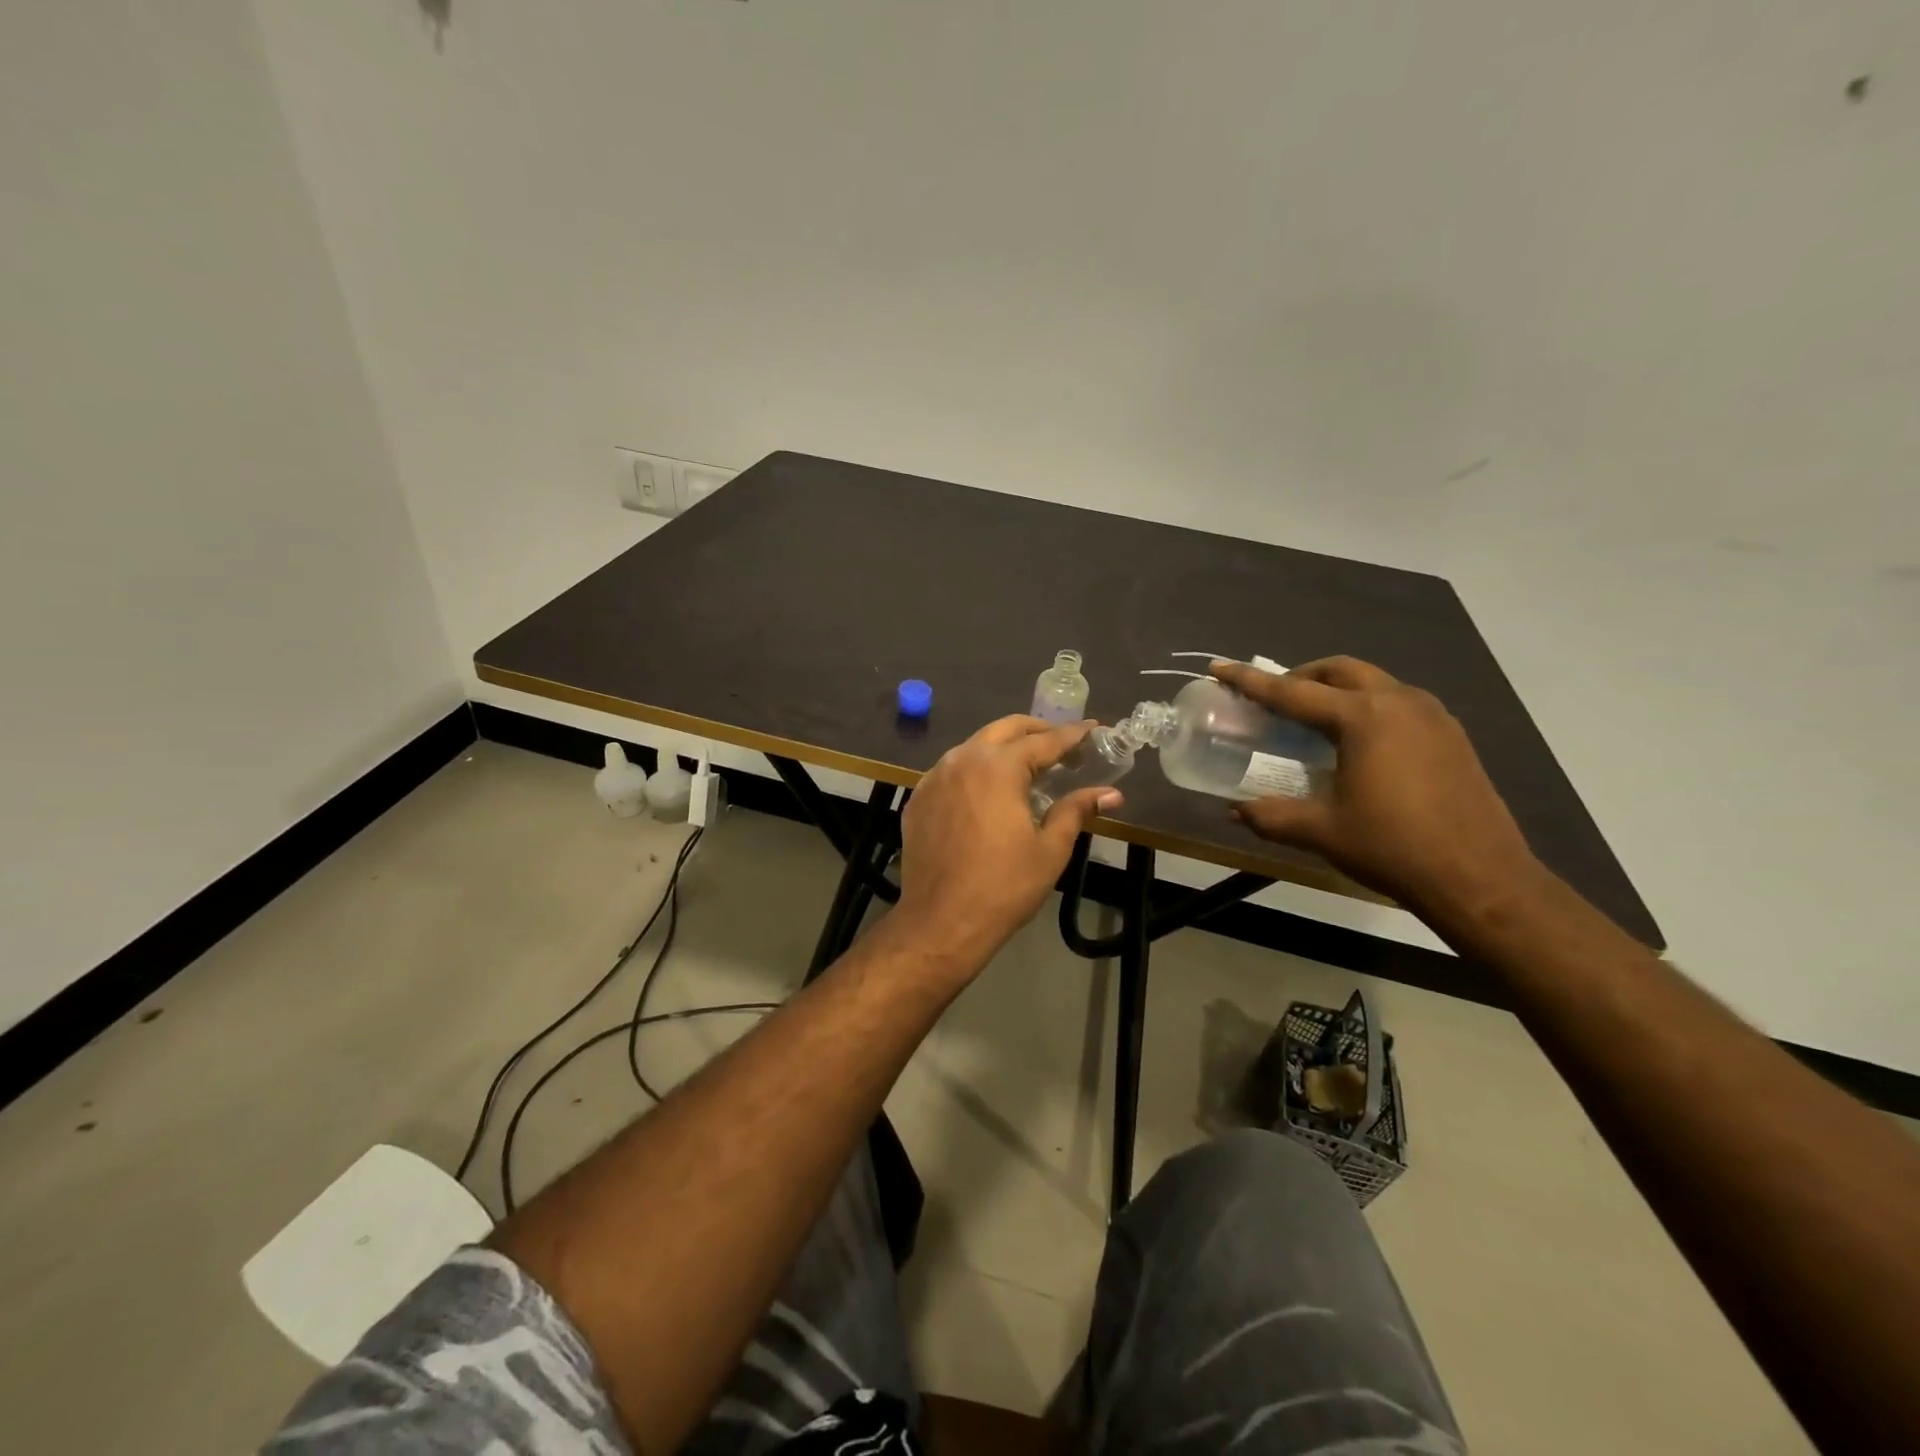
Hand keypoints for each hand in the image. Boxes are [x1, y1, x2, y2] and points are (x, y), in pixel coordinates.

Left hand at [891, 716, 1121, 970]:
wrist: (941, 922)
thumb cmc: (1003, 887)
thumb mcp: (1050, 849)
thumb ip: (1077, 811)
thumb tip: (1111, 793)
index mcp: (998, 767)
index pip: (1043, 741)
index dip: (1072, 735)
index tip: (1093, 729)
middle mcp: (962, 760)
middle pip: (1005, 729)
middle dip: (1036, 730)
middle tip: (1061, 745)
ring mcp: (934, 777)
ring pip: (974, 746)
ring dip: (1003, 748)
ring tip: (1027, 766)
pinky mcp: (918, 798)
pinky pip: (951, 770)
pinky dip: (975, 769)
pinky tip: (987, 791)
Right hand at [1211, 657, 1542, 917]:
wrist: (1481, 879)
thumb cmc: (1393, 848)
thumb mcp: (1322, 832)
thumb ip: (1271, 816)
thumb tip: (1234, 811)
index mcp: (1362, 718)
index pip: (1292, 692)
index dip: (1250, 681)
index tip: (1219, 667)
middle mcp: (1398, 702)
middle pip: (1339, 671)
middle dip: (1301, 676)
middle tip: (1275, 697)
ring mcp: (1432, 716)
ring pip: (1374, 682)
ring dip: (1337, 688)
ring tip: (1314, 718)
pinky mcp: (1452, 735)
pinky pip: (1399, 702)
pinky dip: (1368, 706)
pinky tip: (1360, 741)